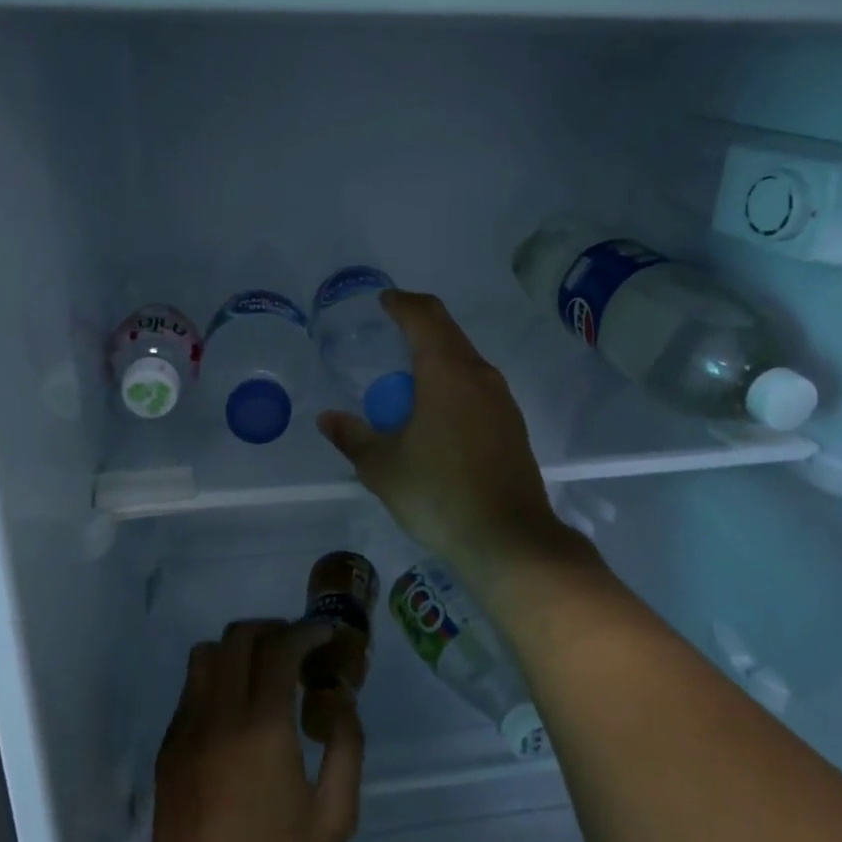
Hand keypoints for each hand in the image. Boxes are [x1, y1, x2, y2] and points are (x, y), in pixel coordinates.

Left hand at [153, 620, 363, 841]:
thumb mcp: (335, 816)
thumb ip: (347, 746)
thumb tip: (339, 697)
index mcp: (263, 728)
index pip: (279, 648)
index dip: (305, 631)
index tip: (324, 635)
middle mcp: (220, 715)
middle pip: (239, 637)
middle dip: (272, 630)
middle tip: (296, 649)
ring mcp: (187, 728)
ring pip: (206, 654)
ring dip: (238, 650)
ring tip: (263, 672)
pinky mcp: (168, 747)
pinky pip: (191, 689)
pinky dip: (217, 679)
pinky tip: (235, 710)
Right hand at [317, 291, 588, 598]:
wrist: (509, 538)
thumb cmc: (439, 494)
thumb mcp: (383, 468)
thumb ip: (353, 437)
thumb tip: (328, 419)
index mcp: (447, 372)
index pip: (424, 316)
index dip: (402, 303)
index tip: (384, 302)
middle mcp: (480, 375)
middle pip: (448, 333)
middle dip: (418, 328)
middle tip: (389, 336)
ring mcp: (502, 401)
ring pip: (466, 362)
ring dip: (437, 359)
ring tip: (408, 381)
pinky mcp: (513, 426)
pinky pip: (478, 388)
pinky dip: (453, 385)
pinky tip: (437, 415)